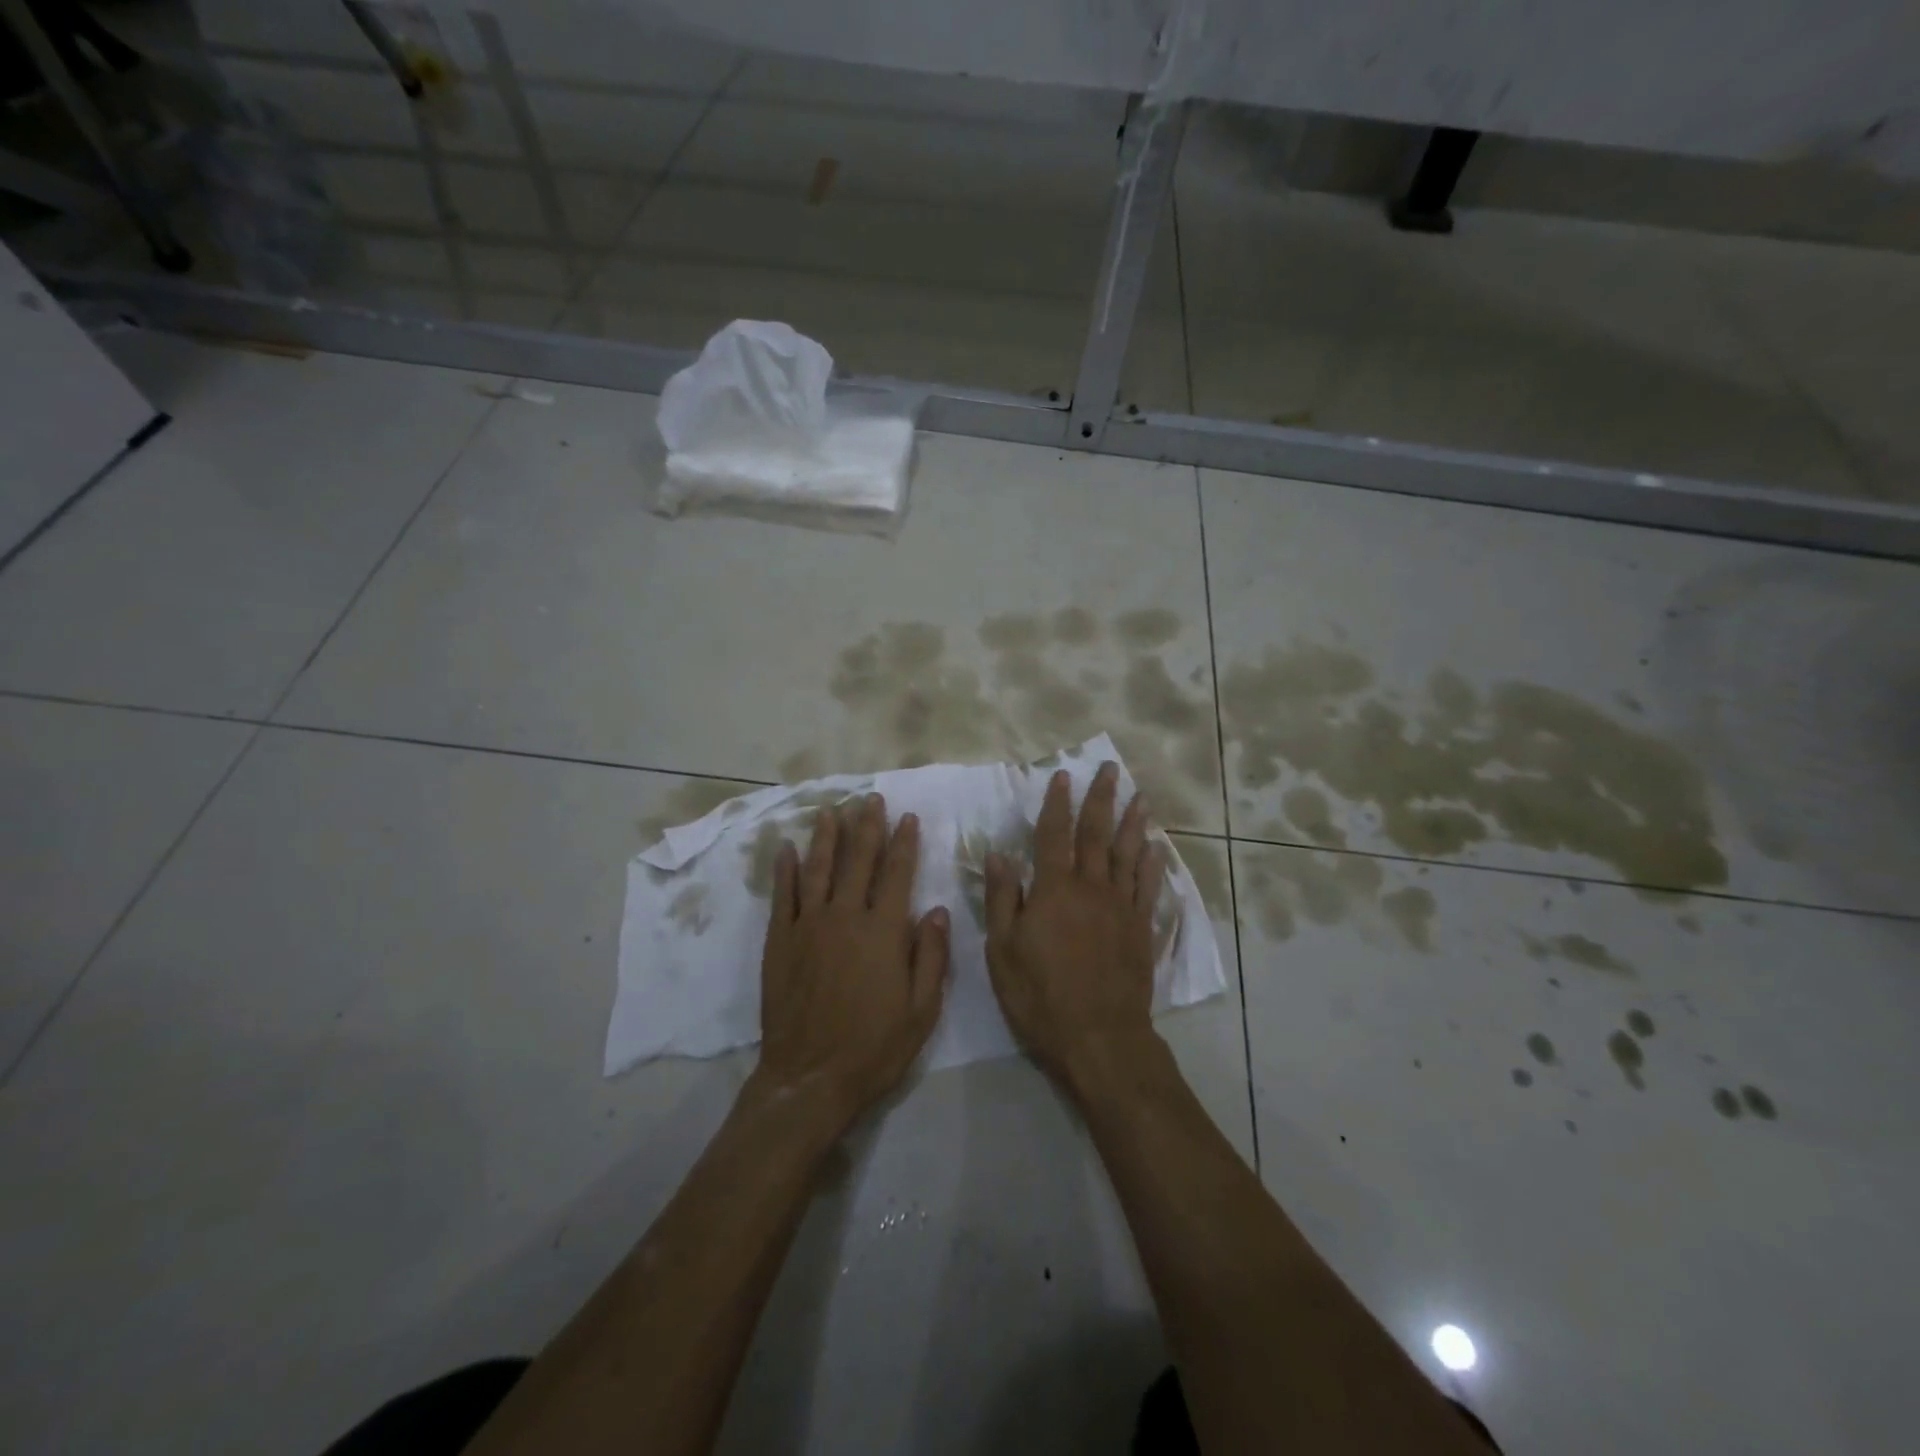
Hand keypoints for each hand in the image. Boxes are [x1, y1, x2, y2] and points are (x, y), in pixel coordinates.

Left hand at [756, 793, 949, 1132]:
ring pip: (819, 869)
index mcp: (884, 931)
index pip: (897, 874)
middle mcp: (846, 917)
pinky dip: (785, 871)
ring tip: (831, 811)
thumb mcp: (922, 1010)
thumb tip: (938, 910)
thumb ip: (932, 956)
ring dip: (826, 837)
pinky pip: (783, 897)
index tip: (908, 817)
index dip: (904, 843)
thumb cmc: (874, 1048)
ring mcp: (808, 926)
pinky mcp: (780, 942)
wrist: (810, 1078)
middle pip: (858, 861)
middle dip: (867, 827)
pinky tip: (787, 850)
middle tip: (870, 799)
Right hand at [984, 763, 1165, 1098]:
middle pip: (1097, 834)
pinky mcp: (1141, 929)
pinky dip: (1152, 864)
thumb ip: (1002, 898)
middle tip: (1111, 769)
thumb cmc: (1041, 996)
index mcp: (1054, 890)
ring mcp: (1121, 907)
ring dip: (1134, 822)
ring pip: (1128, 854)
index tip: (1062, 776)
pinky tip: (1156, 847)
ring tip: (1140, 797)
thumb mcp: (1003, 950)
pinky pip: (1148, 886)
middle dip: (1101, 799)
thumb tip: (1000, 853)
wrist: (1099, 1038)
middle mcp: (1091, 888)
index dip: (1056, 803)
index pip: (1054, 835)